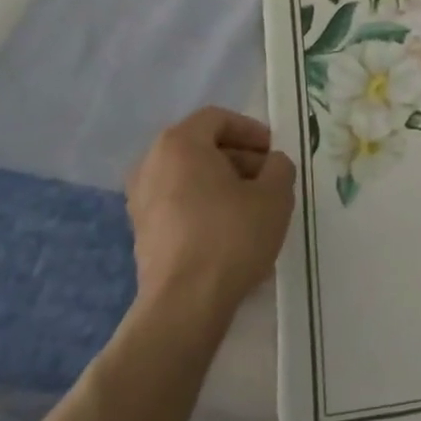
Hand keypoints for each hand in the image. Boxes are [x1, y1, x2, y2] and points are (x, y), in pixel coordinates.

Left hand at [125, 108, 295, 315]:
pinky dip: (205, 205)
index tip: (274, 152)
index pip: (217, 119)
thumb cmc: (232, 235)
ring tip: (255, 207)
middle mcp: (151, 164)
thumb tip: (271, 164)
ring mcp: (140, 200)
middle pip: (201, 147)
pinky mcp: (142, 231)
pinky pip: (179, 203)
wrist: (185, 302)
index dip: (251, 130)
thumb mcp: (275, 194)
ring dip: (223, 183)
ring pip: (190, 176)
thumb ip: (279, 167)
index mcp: (179, 144)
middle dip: (239, 158)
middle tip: (269, 179)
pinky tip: (232, 230)